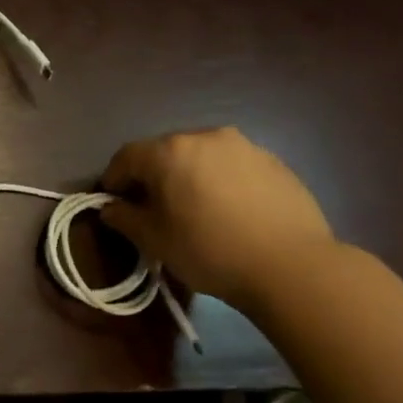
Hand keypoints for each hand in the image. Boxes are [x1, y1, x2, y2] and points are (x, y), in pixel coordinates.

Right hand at [101, 127, 336, 309]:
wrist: (291, 265)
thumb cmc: (209, 250)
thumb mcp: (154, 240)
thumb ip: (124, 218)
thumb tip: (110, 208)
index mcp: (169, 151)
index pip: (126, 156)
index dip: (113, 179)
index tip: (111, 203)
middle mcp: (205, 137)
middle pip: (164, 150)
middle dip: (152, 175)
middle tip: (151, 207)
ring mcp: (244, 145)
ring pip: (201, 155)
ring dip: (187, 175)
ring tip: (192, 207)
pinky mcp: (273, 161)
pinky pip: (231, 165)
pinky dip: (219, 180)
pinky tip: (227, 210)